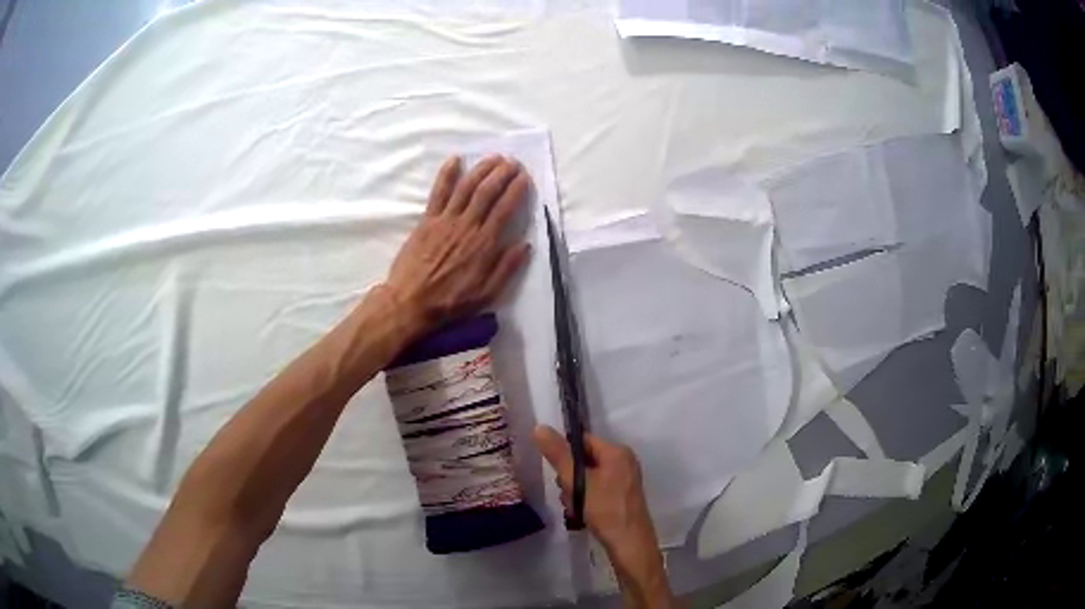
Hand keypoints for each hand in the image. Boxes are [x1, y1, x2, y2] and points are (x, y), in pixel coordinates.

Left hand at [383, 155, 531, 334]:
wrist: (411, 302)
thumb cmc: (450, 301)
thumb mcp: (486, 294)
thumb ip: (506, 269)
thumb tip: (525, 245)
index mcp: (484, 244)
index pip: (505, 208)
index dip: (517, 190)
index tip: (525, 178)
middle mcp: (467, 226)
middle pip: (488, 191)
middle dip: (503, 173)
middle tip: (513, 162)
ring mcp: (445, 220)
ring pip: (466, 187)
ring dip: (482, 169)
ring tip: (494, 157)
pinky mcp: (427, 220)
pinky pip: (439, 192)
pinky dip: (447, 174)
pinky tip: (455, 160)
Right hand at [535, 426, 674, 608]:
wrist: (629, 544)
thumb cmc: (605, 509)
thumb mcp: (578, 482)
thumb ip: (559, 455)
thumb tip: (540, 427)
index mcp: (617, 452)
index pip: (583, 440)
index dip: (565, 454)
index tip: (555, 472)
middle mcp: (624, 462)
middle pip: (584, 460)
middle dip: (569, 477)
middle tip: (567, 494)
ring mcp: (624, 480)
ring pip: (588, 478)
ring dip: (575, 492)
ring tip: (574, 507)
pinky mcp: (622, 497)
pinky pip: (597, 490)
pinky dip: (586, 500)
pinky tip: (581, 514)